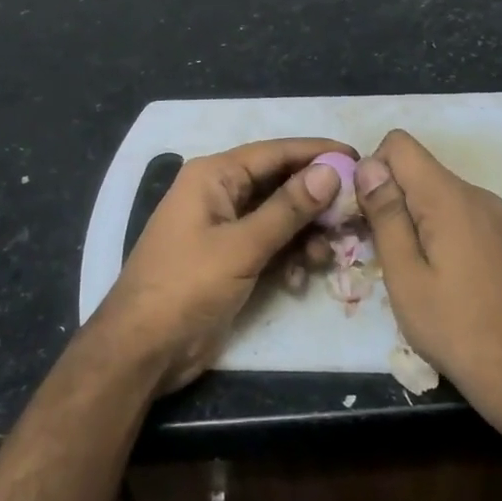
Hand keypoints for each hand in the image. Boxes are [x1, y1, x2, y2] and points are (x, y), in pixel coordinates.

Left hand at [92, 138, 349, 395]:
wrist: (143, 348)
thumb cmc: (186, 286)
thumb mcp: (241, 247)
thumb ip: (287, 209)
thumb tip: (331, 171)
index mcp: (214, 176)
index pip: (275, 152)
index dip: (317, 153)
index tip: (358, 158)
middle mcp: (220, 193)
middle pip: (280, 184)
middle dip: (316, 201)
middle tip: (355, 215)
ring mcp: (224, 228)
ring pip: (279, 218)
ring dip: (305, 235)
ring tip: (325, 258)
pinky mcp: (230, 258)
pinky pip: (270, 245)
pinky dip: (289, 257)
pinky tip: (299, 279)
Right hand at [355, 130, 501, 431]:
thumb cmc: (456, 328)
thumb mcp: (405, 275)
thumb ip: (386, 214)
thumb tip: (368, 165)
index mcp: (449, 197)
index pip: (400, 144)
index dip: (374, 169)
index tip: (367, 214)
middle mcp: (479, 196)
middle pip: (422, 171)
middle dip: (394, 199)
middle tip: (383, 253)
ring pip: (445, 198)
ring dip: (420, 220)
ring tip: (416, 273)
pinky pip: (469, 220)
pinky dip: (448, 235)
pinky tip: (452, 282)